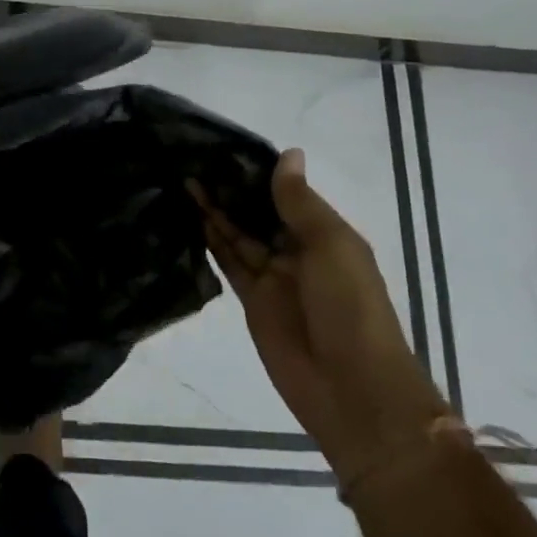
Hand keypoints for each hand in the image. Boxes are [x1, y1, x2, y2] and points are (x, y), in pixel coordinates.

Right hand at [196, 149, 447, 473]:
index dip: (256, 171)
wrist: (353, 391)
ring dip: (215, 210)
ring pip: (238, 234)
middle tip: (193, 159)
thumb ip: (299, 203)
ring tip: (183, 179)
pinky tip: (190, 216)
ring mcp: (273, 277)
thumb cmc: (350, 308)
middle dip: (231, 189)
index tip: (223, 146)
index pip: (285, 193)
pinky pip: (229, 263)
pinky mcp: (252, 301)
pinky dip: (212, 240)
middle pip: (257, 212)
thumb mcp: (331, 246)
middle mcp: (297, 251)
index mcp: (324, 234)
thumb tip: (289, 153)